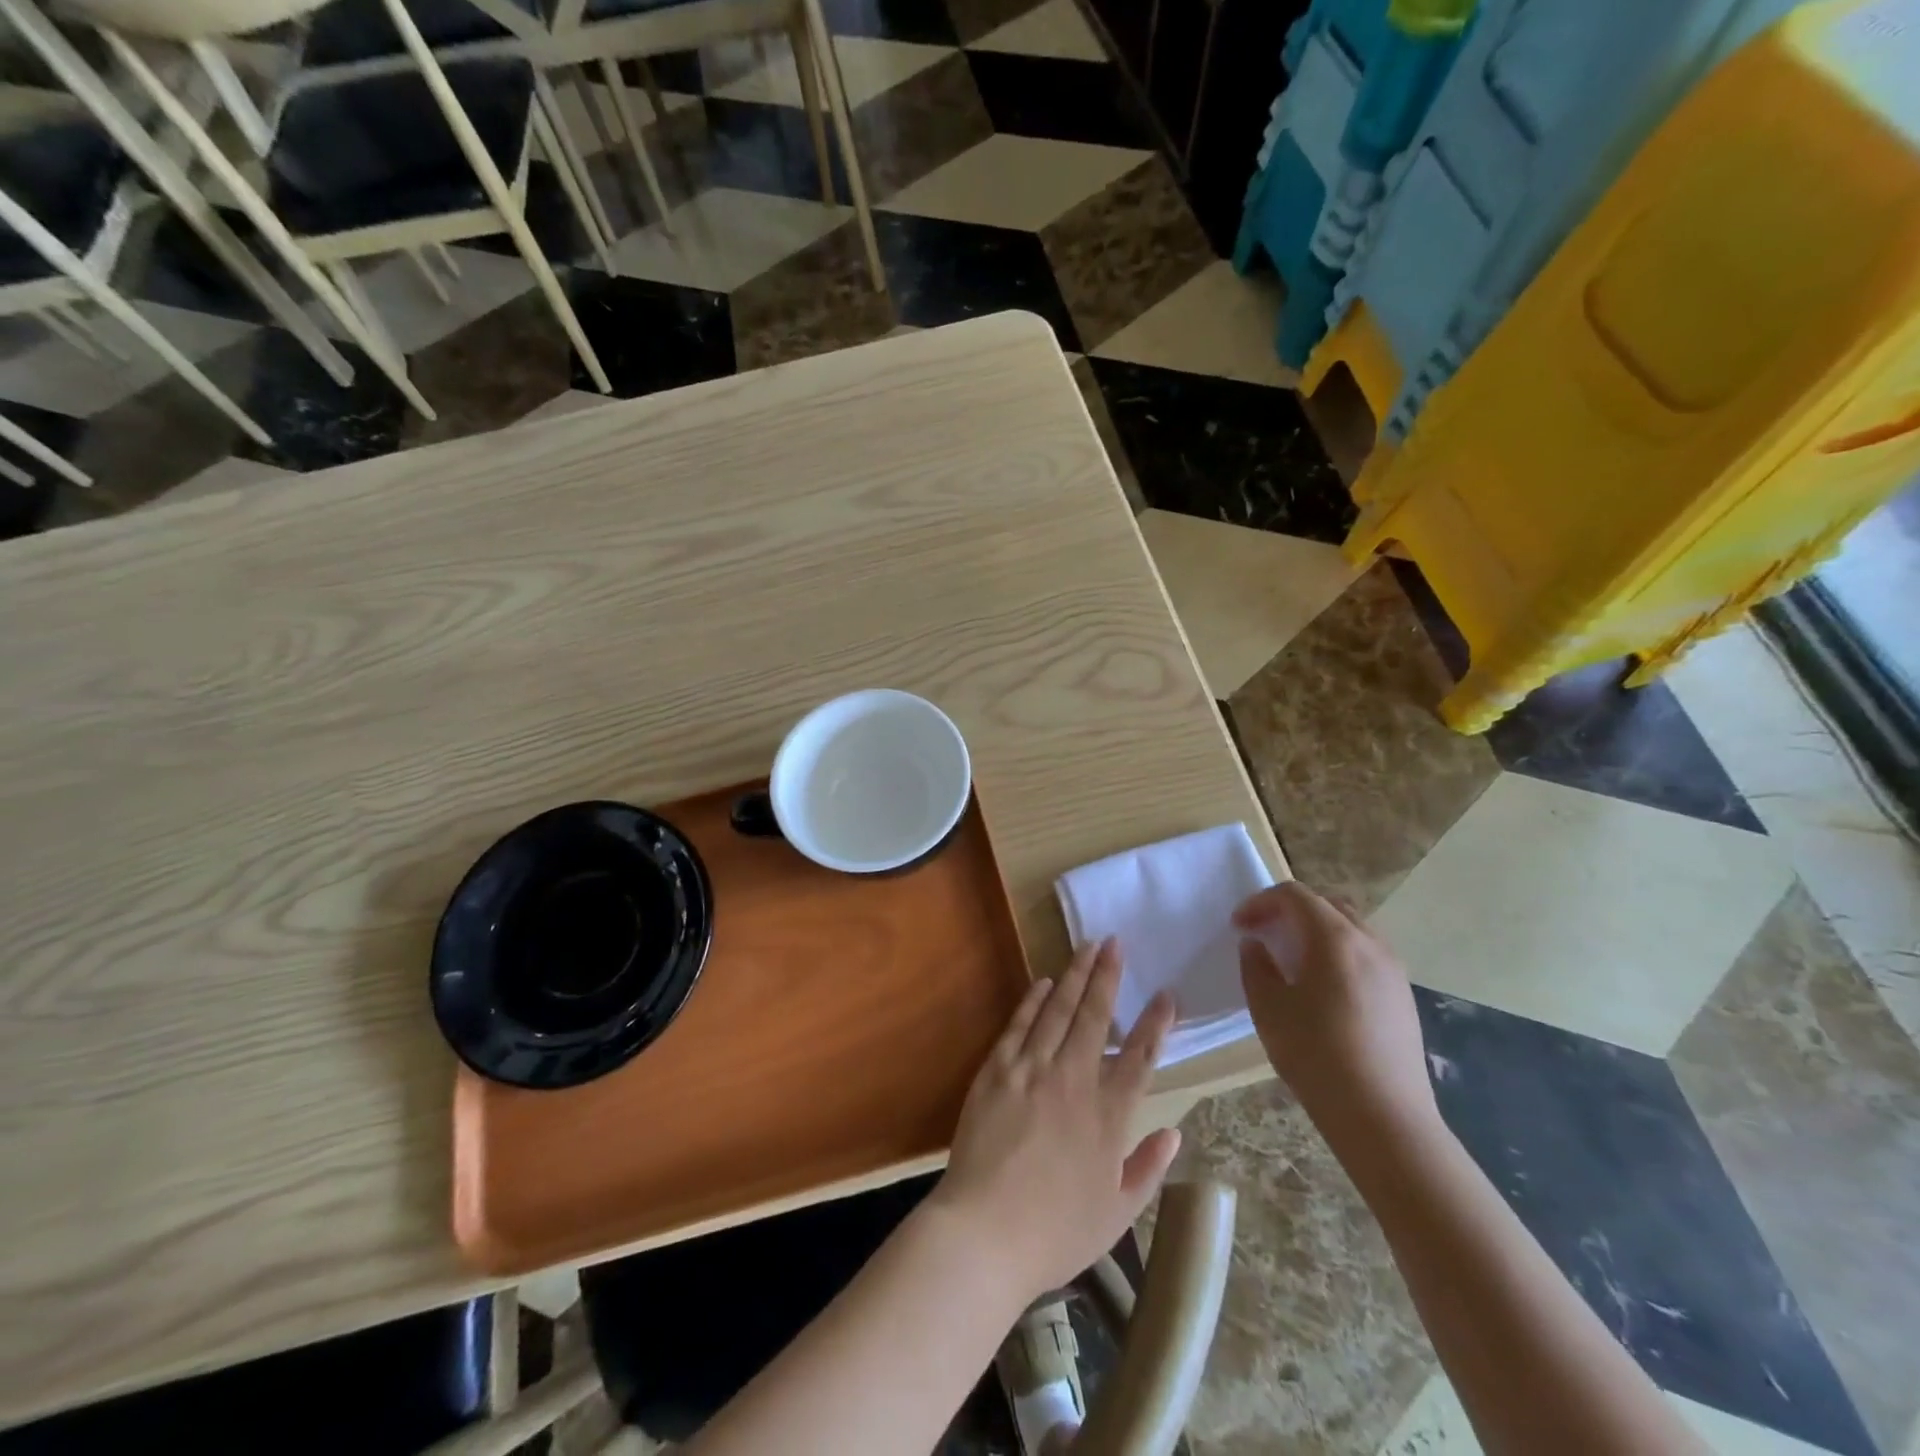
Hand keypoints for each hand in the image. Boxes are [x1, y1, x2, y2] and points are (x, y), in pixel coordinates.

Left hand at [931, 938, 1180, 1299]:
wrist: (986, 1232)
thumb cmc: (1056, 1231)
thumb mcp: (1117, 1213)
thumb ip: (1147, 1168)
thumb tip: (1173, 1134)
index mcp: (1108, 1115)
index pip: (1140, 1056)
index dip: (1156, 1022)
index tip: (1166, 994)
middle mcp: (1074, 1080)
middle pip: (1095, 1016)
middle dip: (1107, 975)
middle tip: (1115, 942)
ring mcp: (1032, 1070)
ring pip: (1058, 1010)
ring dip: (1073, 975)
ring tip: (1086, 947)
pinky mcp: (997, 1070)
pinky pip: (1019, 1025)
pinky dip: (1033, 1000)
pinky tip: (1043, 982)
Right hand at [1235, 882, 1438, 1148]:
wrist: (1384, 1118)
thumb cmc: (1317, 1056)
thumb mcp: (1269, 1009)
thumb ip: (1256, 967)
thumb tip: (1257, 945)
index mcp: (1334, 938)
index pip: (1294, 895)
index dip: (1260, 902)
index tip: (1239, 925)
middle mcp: (1369, 943)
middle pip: (1327, 904)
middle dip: (1290, 910)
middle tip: (1263, 934)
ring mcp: (1393, 969)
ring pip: (1350, 928)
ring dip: (1316, 931)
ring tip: (1292, 960)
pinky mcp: (1403, 996)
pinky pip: (1366, 954)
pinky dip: (1338, 953)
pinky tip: (1323, 989)